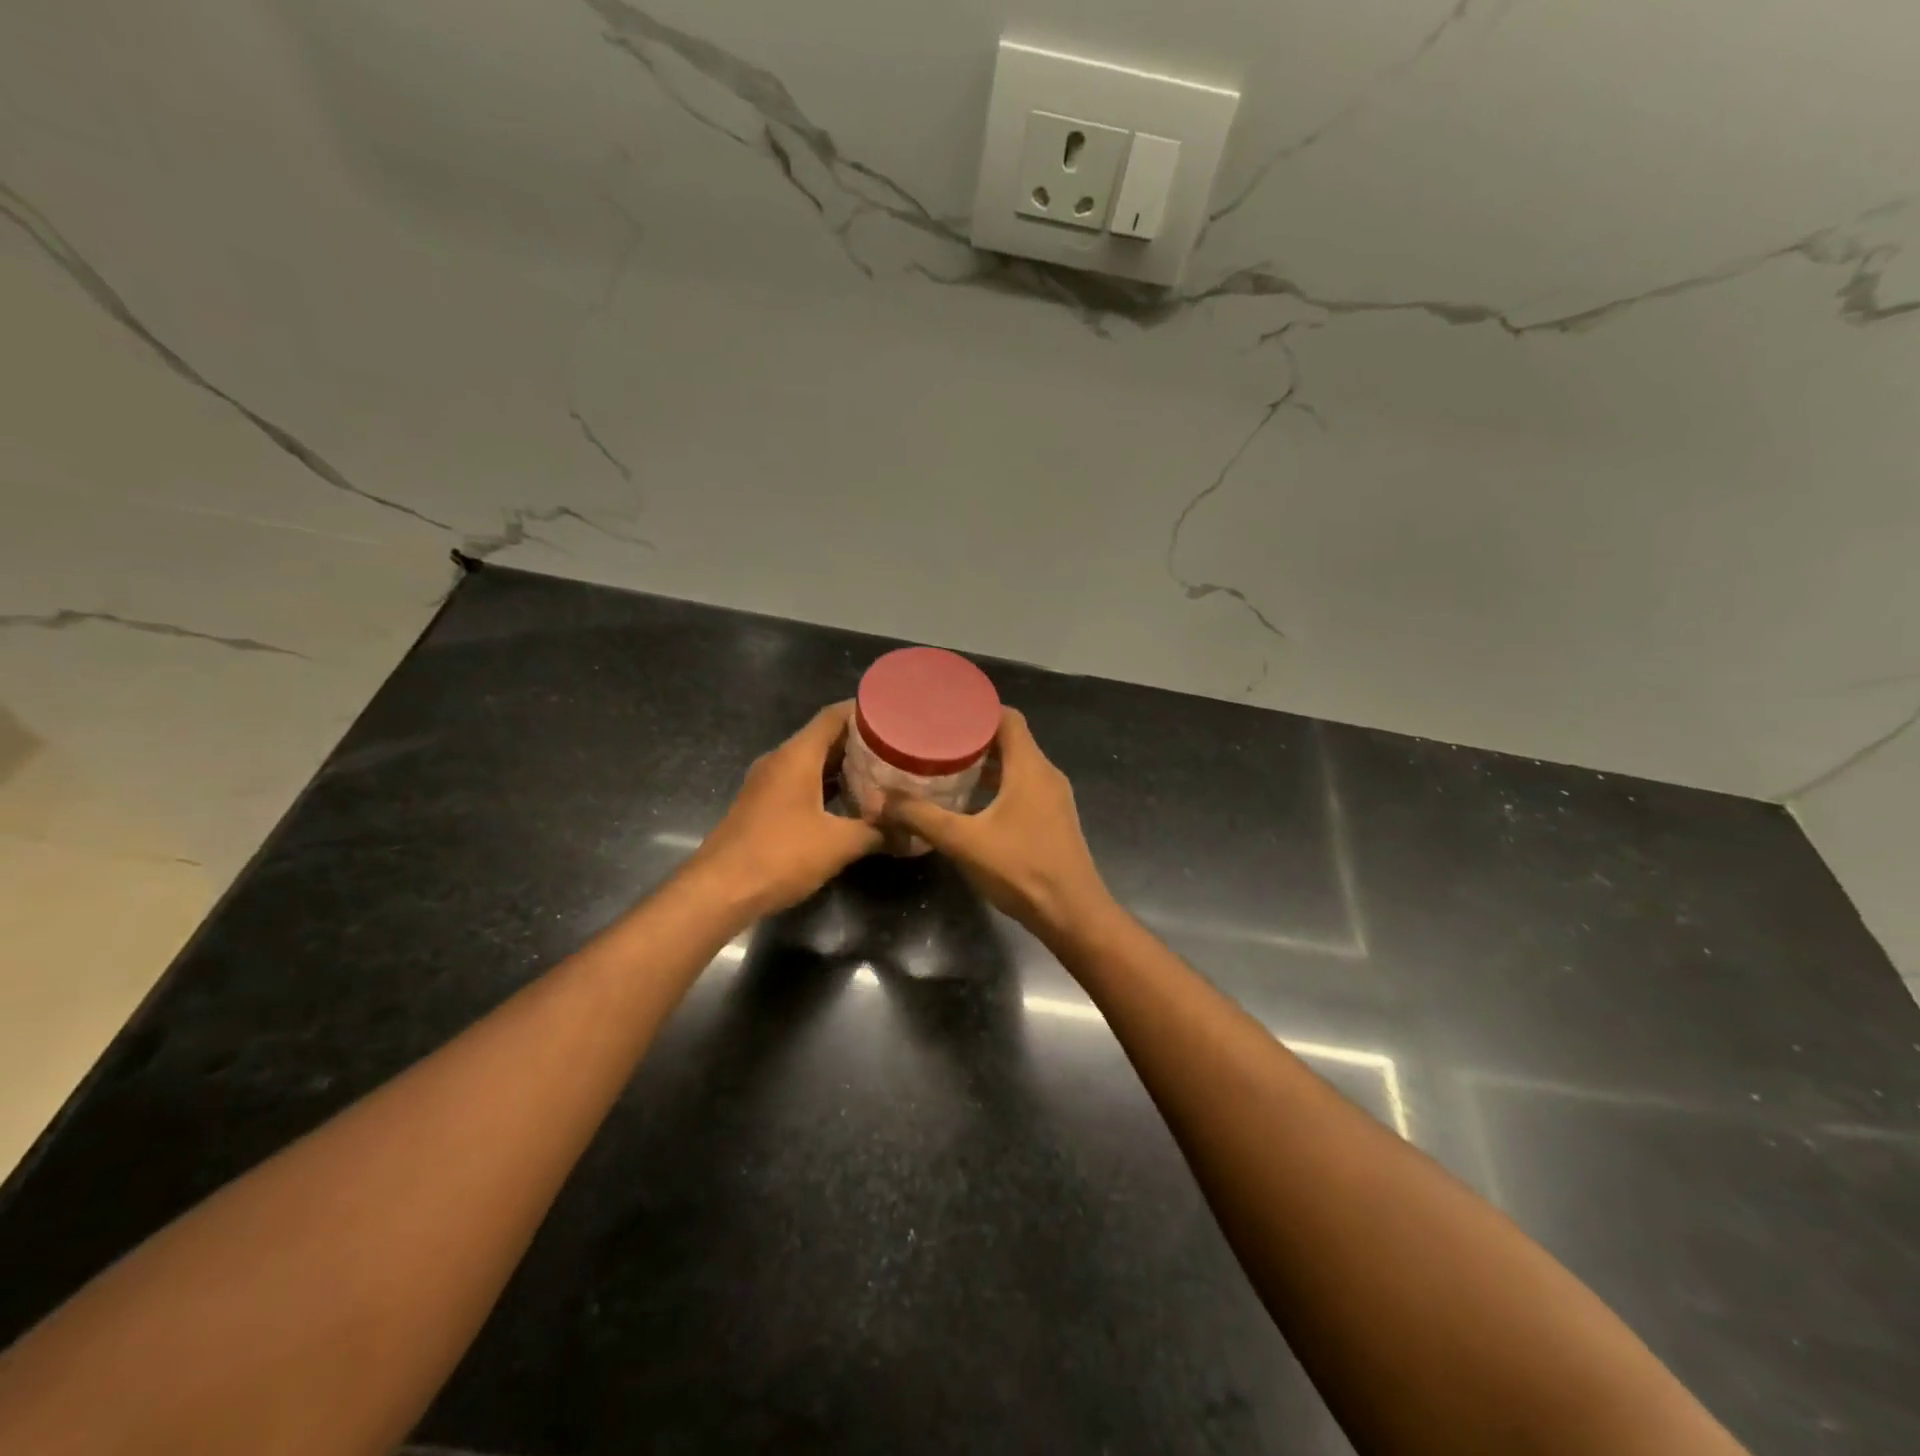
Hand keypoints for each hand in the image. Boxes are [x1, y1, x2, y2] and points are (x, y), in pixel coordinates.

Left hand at [690, 702, 882, 916]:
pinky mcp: (763, 806)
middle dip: (860, 742)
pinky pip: (801, 783)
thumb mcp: (838, 844)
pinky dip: (827, 786)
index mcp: (796, 756)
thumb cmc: (780, 855)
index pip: (833, 716)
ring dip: (843, 767)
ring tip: (882, 772)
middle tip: (898, 747)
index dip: (864, 711)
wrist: (719, 890)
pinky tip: (851, 803)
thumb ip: (877, 832)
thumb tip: (912, 833)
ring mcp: (768, 784)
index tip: (895, 714)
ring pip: (811, 763)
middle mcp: (780, 761)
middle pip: (824, 738)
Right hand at [877, 708, 1112, 940]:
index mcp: (1030, 767)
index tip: (945, 712)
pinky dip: (997, 787)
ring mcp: (1053, 798)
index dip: (978, 710)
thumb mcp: (964, 841)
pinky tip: (970, 804)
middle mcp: (1046, 774)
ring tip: (946, 768)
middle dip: (974, 738)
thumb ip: (921, 817)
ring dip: (985, 765)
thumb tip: (880, 800)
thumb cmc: (1021, 869)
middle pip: (1011, 740)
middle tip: (935, 740)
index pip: (1008, 718)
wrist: (1072, 914)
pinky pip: (1023, 788)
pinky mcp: (1053, 820)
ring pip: (1017, 767)